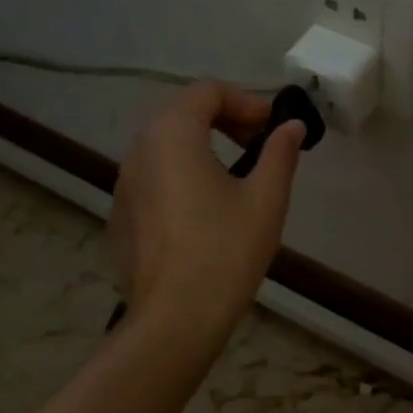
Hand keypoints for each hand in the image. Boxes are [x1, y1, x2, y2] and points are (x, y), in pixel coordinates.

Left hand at [109, 82, 304, 341]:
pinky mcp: (120, 214)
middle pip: (182, 112)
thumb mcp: (266, 198)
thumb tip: (291, 126)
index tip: (272, 130)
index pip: (207, 91)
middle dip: (224, 119)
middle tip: (259, 146)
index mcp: (173, 136)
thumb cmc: (225, 252)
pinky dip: (182, 173)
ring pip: (166, 144)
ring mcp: (124, 184)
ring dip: (203, 145)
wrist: (175, 321)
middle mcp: (140, 150)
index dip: (246, 102)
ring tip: (236, 176)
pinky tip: (205, 211)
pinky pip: (154, 175)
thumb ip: (279, 153)